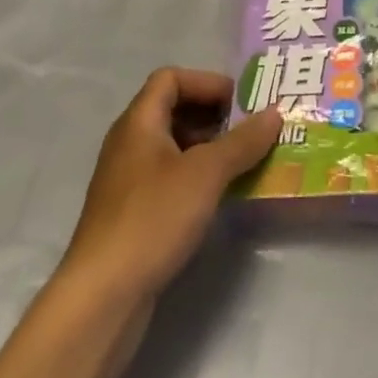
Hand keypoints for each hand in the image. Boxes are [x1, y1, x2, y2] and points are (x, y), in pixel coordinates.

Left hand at [61, 68, 282, 304]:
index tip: (240, 102)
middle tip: (249, 131)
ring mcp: (127, 181)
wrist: (101, 299)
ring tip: (242, 163)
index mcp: (139, 122)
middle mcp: (129, 144)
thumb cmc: (153, 219)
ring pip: (172, 147)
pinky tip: (218, 198)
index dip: (206, 82)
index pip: (171, 78)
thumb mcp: (206, 174)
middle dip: (213, 116)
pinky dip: (196, 177)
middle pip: (173, 110)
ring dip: (208, 148)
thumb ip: (242, 141)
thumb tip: (275, 113)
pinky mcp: (131, 215)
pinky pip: (169, 178)